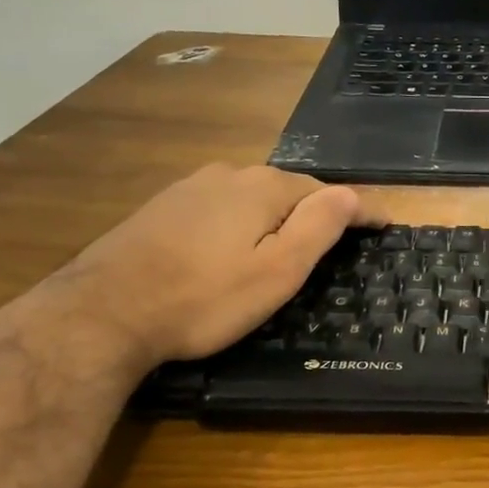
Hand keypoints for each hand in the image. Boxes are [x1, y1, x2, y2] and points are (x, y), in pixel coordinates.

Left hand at [44, 163, 376, 368]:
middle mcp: (228, 175)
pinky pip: (221, 208)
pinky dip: (241, 222)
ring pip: (251, 197)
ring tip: (289, 243)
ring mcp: (190, 188)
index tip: (386, 223)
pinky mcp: (162, 208)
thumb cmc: (203, 298)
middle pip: (288, 190)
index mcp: (264, 188)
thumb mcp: (276, 271)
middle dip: (316, 210)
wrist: (101, 312)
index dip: (360, 209)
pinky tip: (234, 244)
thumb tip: (352, 194)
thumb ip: (318, 227)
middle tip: (339, 240)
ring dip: (277, 216)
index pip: (328, 193)